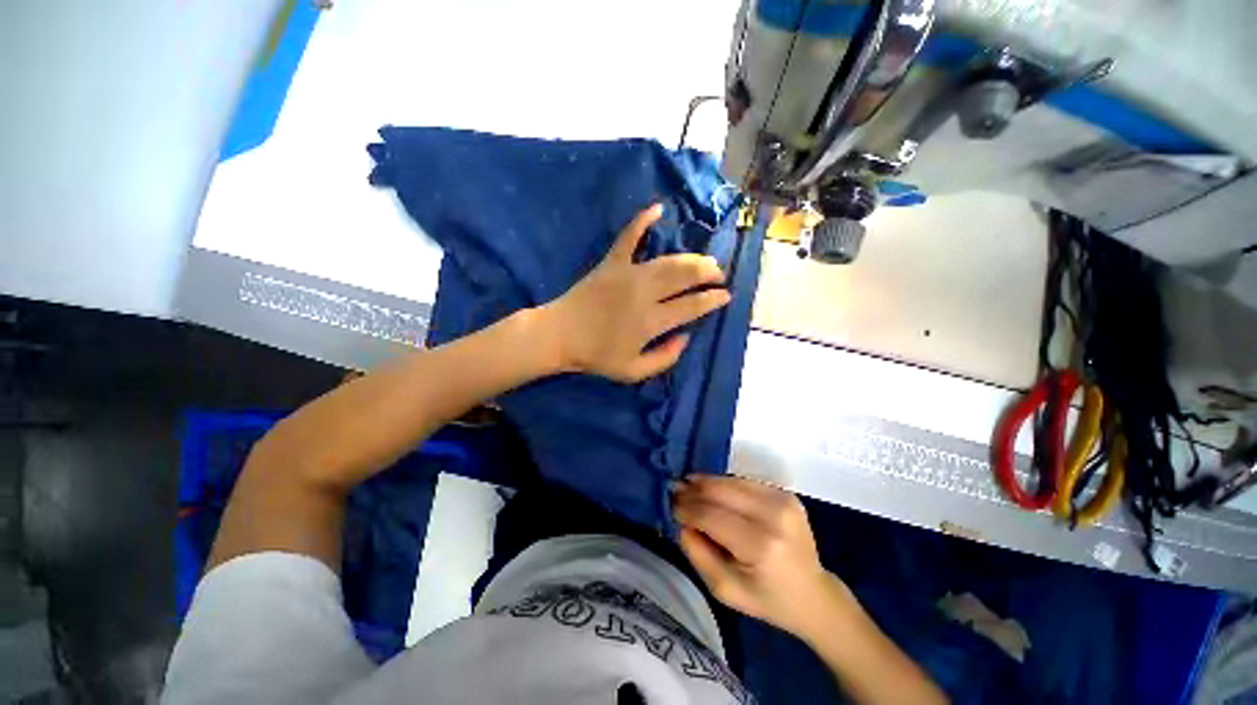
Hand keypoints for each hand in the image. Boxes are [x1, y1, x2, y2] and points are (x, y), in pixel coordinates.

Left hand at [540, 204, 730, 382]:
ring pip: (668, 260)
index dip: (712, 300)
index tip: (725, 296)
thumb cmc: (596, 356)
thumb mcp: (633, 371)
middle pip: (685, 277)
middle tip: (718, 275)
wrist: (559, 335)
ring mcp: (628, 274)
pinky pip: (628, 237)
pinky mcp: (611, 263)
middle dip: (708, 273)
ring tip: (705, 260)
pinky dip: (642, 221)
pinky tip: (658, 209)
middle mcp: (645, 293)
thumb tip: (685, 337)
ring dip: (691, 258)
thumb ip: (665, 358)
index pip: (692, 306)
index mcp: (652, 321)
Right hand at [674, 475, 843, 639]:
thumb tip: (681, 520)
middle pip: (721, 491)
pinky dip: (725, 484)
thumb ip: (697, 553)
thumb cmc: (767, 599)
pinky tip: (712, 489)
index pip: (711, 515)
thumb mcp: (724, 589)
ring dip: (707, 483)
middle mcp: (773, 515)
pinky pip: (745, 482)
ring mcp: (783, 500)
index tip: (670, 505)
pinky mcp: (786, 493)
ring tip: (688, 485)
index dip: (687, 508)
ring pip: (731, 481)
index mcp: (760, 545)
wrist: (814, 595)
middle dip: (694, 489)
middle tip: (675, 489)